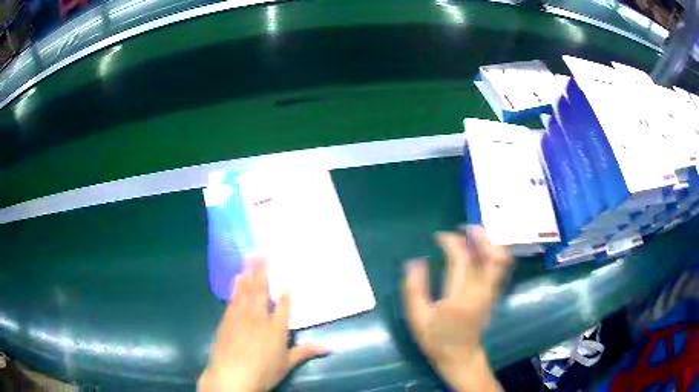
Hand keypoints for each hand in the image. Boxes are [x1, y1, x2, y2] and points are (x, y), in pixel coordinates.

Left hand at [199, 260, 326, 391]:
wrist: (231, 376)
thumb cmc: (263, 372)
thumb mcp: (287, 364)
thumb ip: (306, 352)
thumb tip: (330, 348)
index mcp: (276, 329)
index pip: (284, 306)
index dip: (286, 292)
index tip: (288, 278)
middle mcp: (259, 318)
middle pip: (262, 291)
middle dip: (263, 271)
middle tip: (263, 252)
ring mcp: (241, 317)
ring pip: (246, 291)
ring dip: (249, 273)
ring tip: (250, 256)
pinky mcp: (227, 320)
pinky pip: (233, 299)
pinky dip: (235, 287)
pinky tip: (236, 277)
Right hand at [402, 227, 511, 391]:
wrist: (460, 357)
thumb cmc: (436, 340)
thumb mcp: (417, 318)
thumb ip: (413, 289)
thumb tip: (414, 261)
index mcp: (460, 299)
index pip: (462, 260)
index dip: (451, 242)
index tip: (438, 237)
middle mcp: (481, 293)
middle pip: (492, 256)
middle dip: (479, 236)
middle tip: (463, 228)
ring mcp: (491, 293)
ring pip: (501, 260)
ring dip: (490, 242)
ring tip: (474, 234)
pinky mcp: (494, 294)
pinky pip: (501, 267)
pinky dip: (494, 251)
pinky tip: (481, 248)